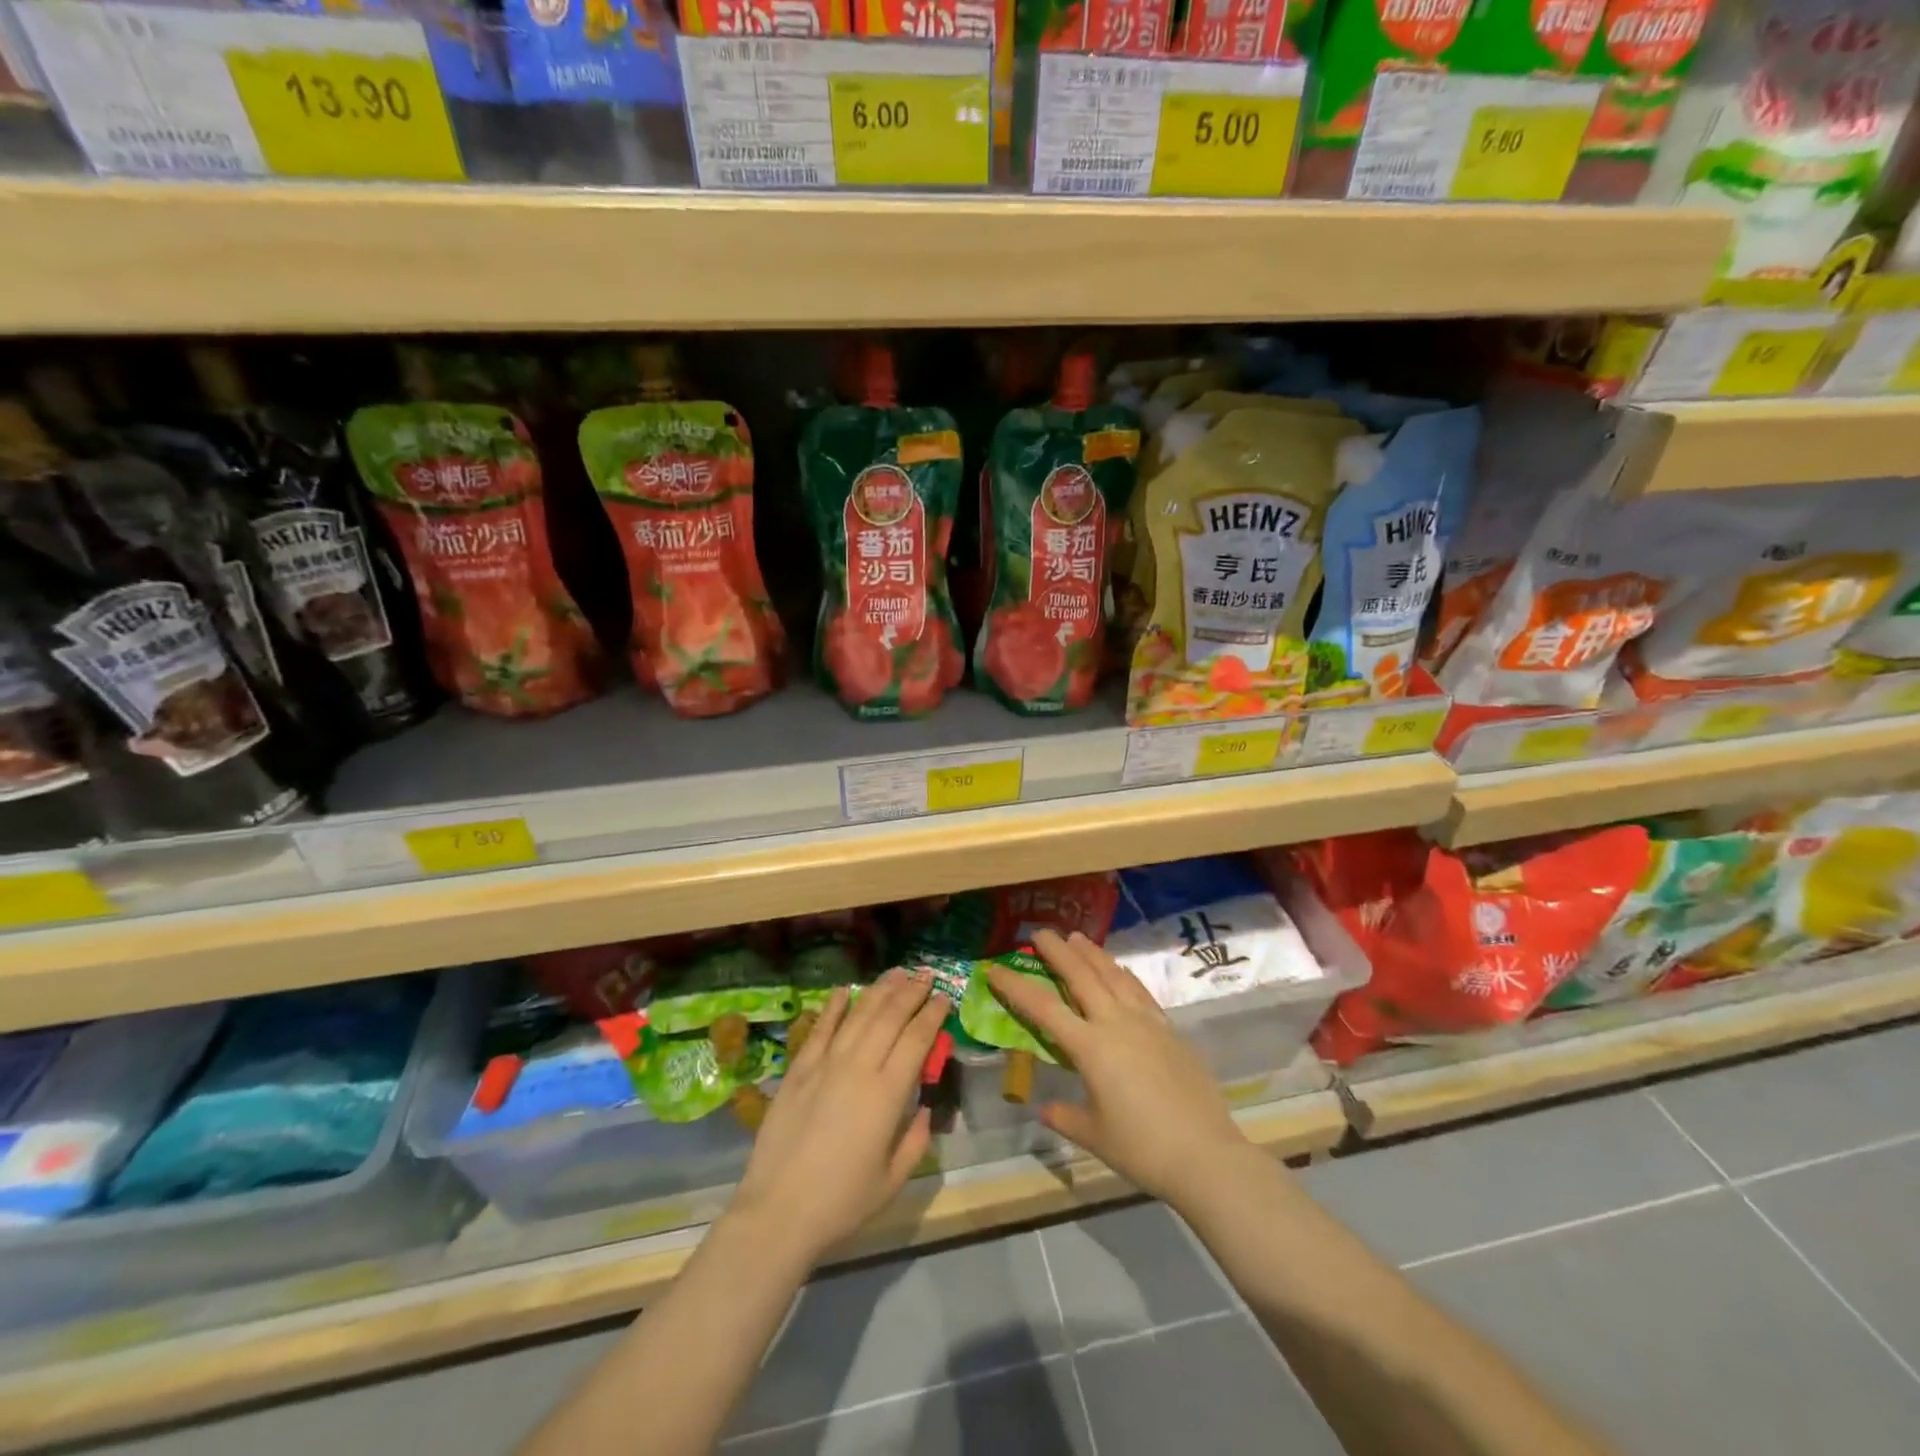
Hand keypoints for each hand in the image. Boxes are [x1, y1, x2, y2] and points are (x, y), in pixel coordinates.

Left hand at [727, 968, 946, 1267]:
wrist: (778, 1211)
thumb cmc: (841, 1202)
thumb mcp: (892, 1180)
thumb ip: (915, 1141)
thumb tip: (925, 1109)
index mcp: (887, 1094)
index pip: (917, 1039)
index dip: (933, 1014)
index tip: (945, 996)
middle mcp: (859, 1068)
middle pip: (889, 1017)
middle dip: (911, 991)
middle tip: (926, 974)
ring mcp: (825, 1064)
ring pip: (858, 1015)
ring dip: (880, 990)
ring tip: (896, 972)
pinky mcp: (798, 1070)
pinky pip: (820, 1029)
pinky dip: (834, 1006)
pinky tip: (845, 990)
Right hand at [988, 929, 1252, 1208]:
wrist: (1205, 1154)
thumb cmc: (1142, 1148)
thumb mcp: (1094, 1136)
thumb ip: (1066, 1116)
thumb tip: (1045, 1109)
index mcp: (1091, 1048)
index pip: (1044, 1008)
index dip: (1015, 987)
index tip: (994, 969)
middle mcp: (1116, 1024)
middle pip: (1081, 976)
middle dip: (1058, 952)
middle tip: (1041, 933)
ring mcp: (1146, 1023)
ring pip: (1114, 976)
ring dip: (1092, 954)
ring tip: (1077, 937)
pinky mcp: (1169, 1030)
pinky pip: (1140, 991)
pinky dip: (1124, 974)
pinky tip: (1119, 969)